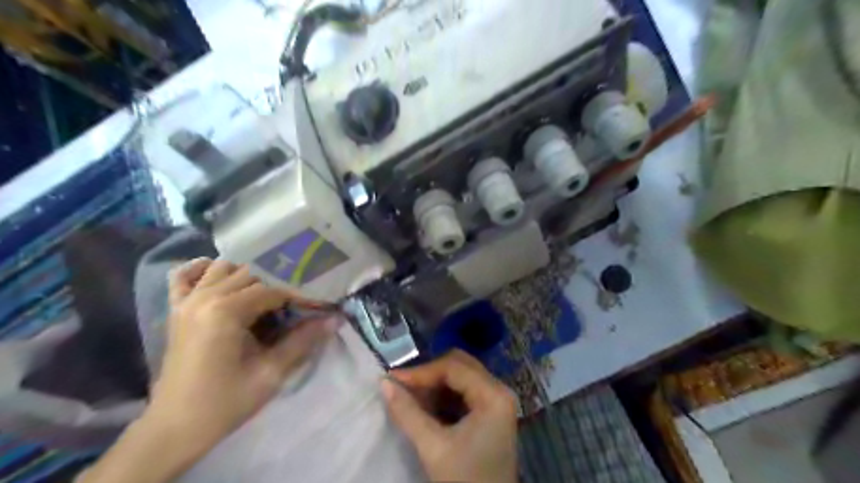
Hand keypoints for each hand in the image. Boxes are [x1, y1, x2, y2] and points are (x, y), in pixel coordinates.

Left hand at [147, 259, 338, 453]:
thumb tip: (335, 319)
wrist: (175, 428)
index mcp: (225, 311)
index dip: (301, 295)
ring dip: (251, 273)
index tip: (321, 304)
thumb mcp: (271, 373)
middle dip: (281, 282)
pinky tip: (223, 278)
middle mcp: (205, 297)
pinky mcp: (177, 310)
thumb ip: (303, 341)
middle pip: (253, 273)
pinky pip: (185, 276)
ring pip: (225, 267)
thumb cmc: (225, 402)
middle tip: (302, 297)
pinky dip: (205, 270)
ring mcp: (187, 301)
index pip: (274, 289)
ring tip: (271, 291)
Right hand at [383, 350, 515, 482]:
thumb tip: (383, 383)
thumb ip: (407, 412)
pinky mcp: (491, 413)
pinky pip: (465, 391)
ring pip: (461, 377)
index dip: (421, 371)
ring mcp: (497, 401)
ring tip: (410, 397)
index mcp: (493, 395)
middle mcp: (499, 390)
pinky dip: (444, 396)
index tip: (393, 379)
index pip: (453, 367)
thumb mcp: (433, 447)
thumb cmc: (464, 482)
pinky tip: (426, 407)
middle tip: (402, 387)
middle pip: (459, 366)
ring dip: (435, 385)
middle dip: (429, 375)